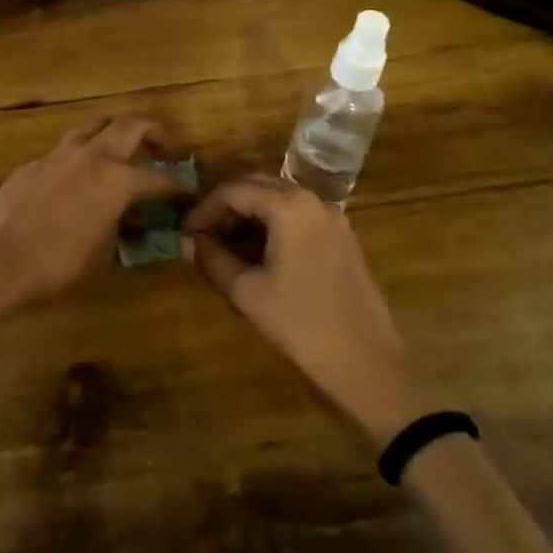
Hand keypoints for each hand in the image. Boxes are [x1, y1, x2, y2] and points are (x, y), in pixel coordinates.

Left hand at [0, 116, 184, 310]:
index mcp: (116, 180)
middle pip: (130, 124)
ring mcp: (59, 153)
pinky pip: (68, 146)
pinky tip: (81, 176)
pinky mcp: (34, 162)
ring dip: (116, 132)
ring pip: (96, 125)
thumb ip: (119, 228)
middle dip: (154, 132)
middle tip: (165, 149)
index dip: (178, 184)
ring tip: (124, 152)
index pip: (159, 176)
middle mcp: (92, 155)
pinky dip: (84, 153)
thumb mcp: (100, 254)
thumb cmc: (54, 264)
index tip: (188, 189)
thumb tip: (126, 218)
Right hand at [185, 175, 424, 440]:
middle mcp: (312, 200)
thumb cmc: (301, 324)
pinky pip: (297, 217)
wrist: (367, 365)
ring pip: (277, 201)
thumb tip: (185, 242)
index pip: (233, 191)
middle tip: (201, 235)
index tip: (184, 232)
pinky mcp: (341, 238)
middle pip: (256, 187)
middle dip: (225, 208)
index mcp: (289, 206)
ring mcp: (331, 218)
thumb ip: (212, 259)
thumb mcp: (247, 291)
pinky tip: (256, 256)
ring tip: (223, 247)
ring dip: (247, 217)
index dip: (204, 209)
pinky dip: (271, 227)